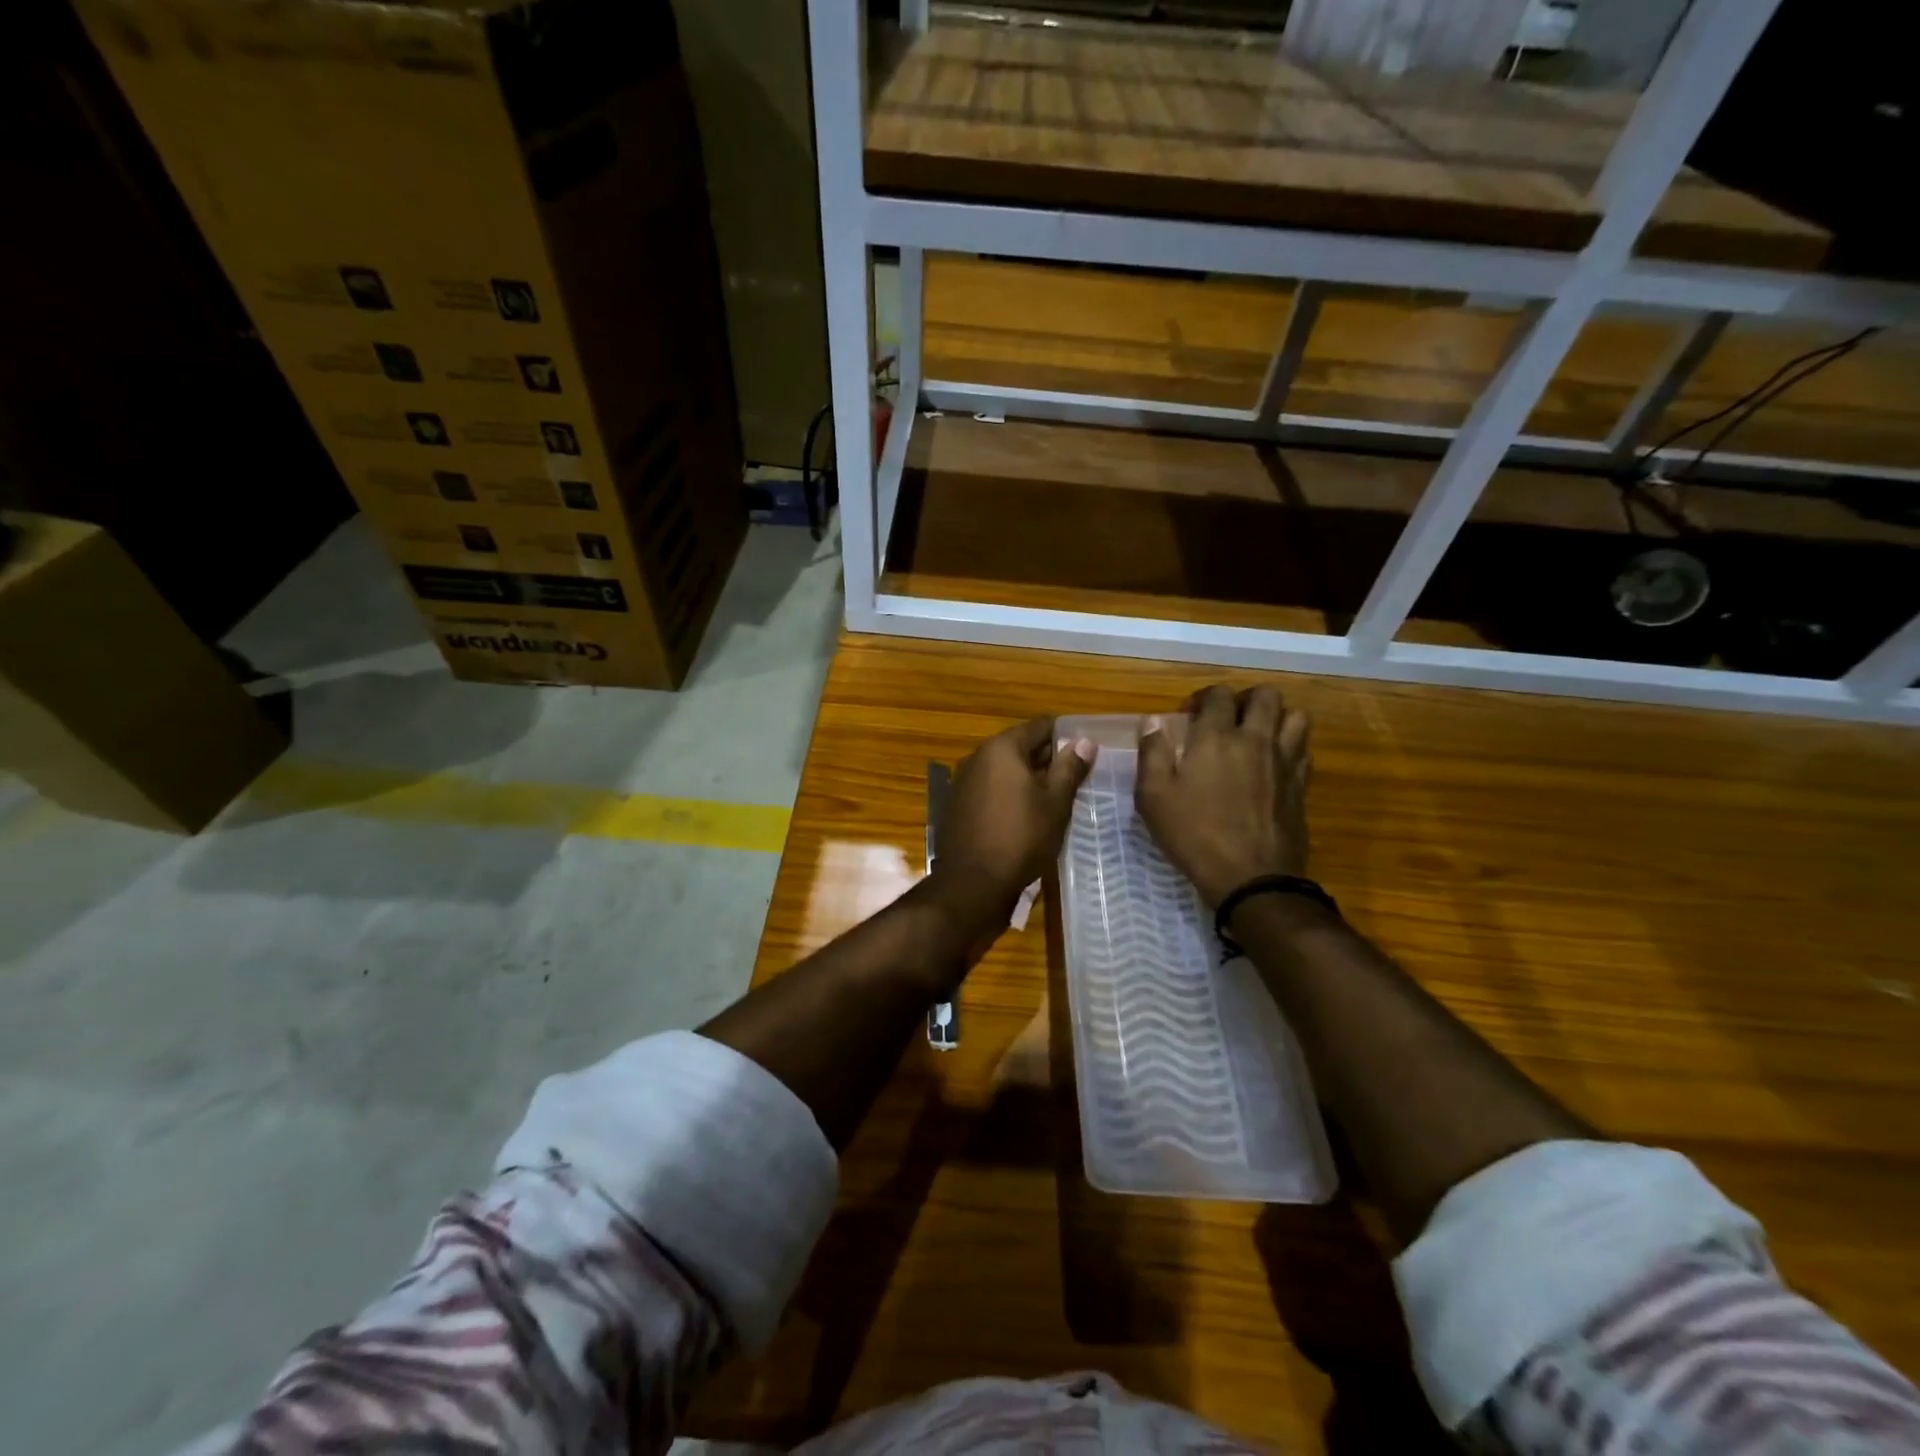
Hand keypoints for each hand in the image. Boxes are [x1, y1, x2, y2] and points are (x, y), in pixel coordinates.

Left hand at [933, 718, 1095, 926]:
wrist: (972, 883)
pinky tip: (1025, 814)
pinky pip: (989, 788)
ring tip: (1054, 796)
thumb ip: (1070, 768)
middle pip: (1019, 746)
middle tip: (1075, 775)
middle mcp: (978, 756)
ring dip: (1027, 777)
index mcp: (1002, 748)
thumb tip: (1085, 741)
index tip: (1085, 750)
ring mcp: (963, 781)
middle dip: (1047, 758)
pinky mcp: (957, 805)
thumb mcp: (1055, 803)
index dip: (1065, 735)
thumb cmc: (1021, 838)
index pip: (1040, 726)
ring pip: (1003, 769)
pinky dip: (1008, 794)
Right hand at [1135, 684, 1311, 905]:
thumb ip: (1152, 753)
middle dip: (1245, 699)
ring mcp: (1284, 762)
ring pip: (1296, 717)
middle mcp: (1256, 740)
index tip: (1190, 716)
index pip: (1219, 695)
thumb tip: (1152, 721)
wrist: (1251, 877)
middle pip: (1266, 696)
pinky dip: (1291, 746)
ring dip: (1277, 718)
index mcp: (1216, 737)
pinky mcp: (1301, 785)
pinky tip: (1274, 763)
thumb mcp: (1154, 797)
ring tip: (1258, 735)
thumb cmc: (1194, 834)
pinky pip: (1304, 750)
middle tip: (1228, 718)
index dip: (1203, 698)